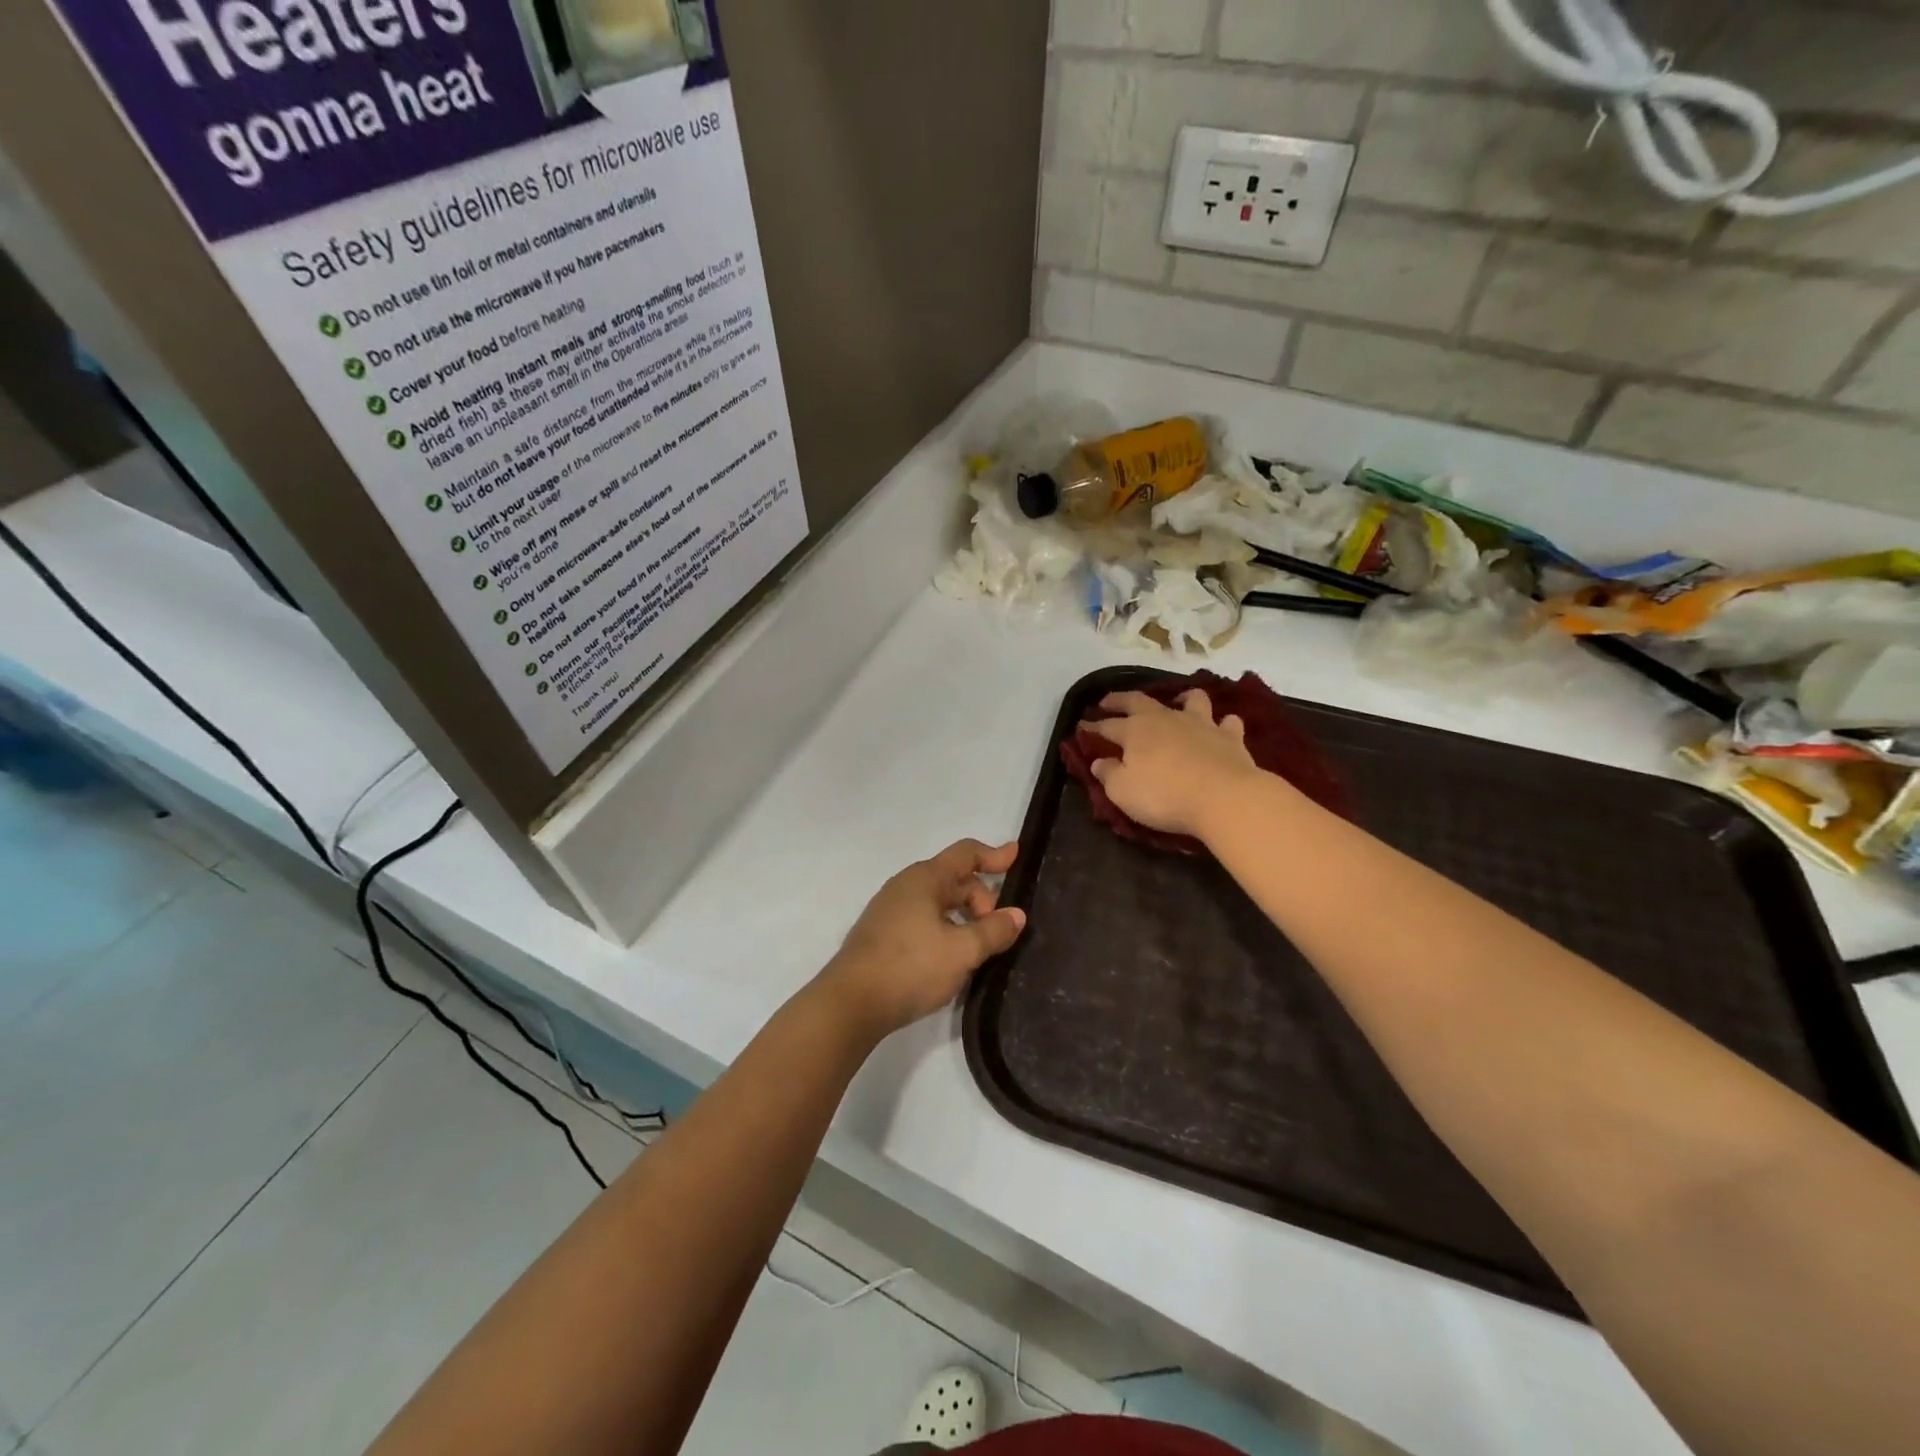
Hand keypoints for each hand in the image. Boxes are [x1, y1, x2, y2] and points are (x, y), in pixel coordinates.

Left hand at [818, 840, 1026, 1039]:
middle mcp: (905, 887)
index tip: (1016, 855)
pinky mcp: (882, 935)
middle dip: (982, 898)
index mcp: (925, 879)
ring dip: (964, 917)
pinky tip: (952, 958)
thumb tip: (1016, 915)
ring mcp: (890, 911)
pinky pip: (924, 920)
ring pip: (939, 903)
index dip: (994, 854)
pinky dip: (945, 930)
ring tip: (979, 947)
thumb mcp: (962, 951)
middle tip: (998, 931)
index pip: (965, 854)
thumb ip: (993, 931)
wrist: (850, 1004)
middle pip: (954, 880)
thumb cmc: (910, 967)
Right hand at [1082, 690, 1265, 839]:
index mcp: (1135, 731)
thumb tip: (1099, 762)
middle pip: (1139, 701)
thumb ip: (1108, 774)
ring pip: (1191, 700)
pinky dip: (1222, 723)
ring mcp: (1201, 724)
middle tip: (1109, 701)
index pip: (1107, 725)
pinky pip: (1227, 722)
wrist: (1223, 797)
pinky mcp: (1230, 737)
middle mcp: (1166, 719)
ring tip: (1179, 702)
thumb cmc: (1164, 796)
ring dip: (1182, 699)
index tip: (1082, 727)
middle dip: (1121, 700)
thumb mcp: (1122, 792)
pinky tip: (1220, 728)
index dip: (1093, 726)